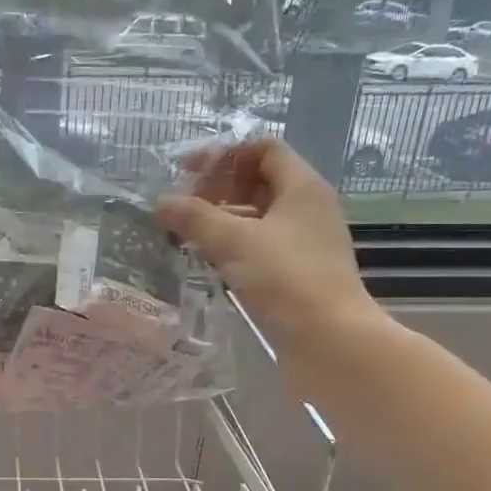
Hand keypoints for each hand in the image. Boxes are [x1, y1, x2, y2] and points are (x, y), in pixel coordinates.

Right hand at [155, 138, 387, 373]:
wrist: (330, 341)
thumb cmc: (285, 278)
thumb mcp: (232, 241)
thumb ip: (194, 218)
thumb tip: (161, 203)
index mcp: (302, 187)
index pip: (264, 149)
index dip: (225, 154)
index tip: (188, 173)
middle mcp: (309, 208)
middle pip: (260, 181)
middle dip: (219, 188)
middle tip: (185, 207)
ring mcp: (306, 242)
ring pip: (259, 217)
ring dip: (224, 219)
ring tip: (188, 235)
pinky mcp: (299, 273)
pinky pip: (262, 246)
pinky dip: (235, 247)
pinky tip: (210, 262)